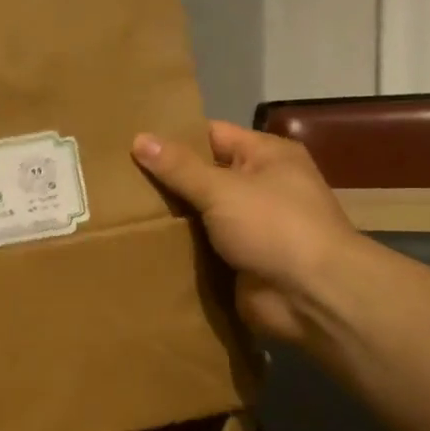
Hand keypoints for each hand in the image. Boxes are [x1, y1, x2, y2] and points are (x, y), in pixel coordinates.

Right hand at [133, 122, 362, 345]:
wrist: (311, 295)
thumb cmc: (273, 226)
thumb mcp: (222, 189)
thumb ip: (179, 167)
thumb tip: (139, 138)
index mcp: (266, 156)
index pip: (212, 135)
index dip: (174, 138)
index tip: (131, 143)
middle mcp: (261, 186)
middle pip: (204, 176)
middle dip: (167, 180)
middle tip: (118, 180)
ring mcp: (251, 226)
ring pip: (201, 214)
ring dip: (171, 217)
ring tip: (121, 211)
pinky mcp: (240, 260)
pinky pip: (203, 247)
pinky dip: (180, 248)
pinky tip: (142, 244)